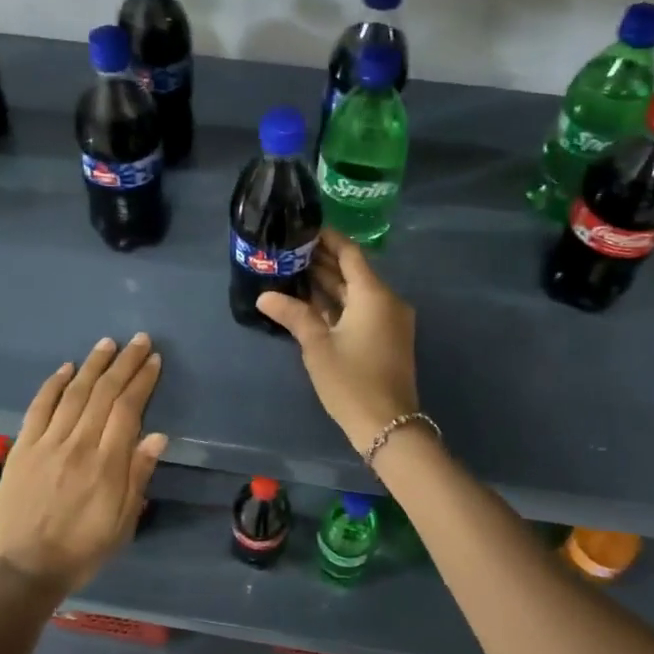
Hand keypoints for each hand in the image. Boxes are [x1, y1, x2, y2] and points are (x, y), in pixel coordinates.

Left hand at [0, 333, 166, 594]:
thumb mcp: (122, 522)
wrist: (24, 569)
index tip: (153, 361)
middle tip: (139, 341)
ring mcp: (47, 443)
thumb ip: (138, 476)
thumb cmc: (82, 550)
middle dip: (124, 364)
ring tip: (108, 344)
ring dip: (92, 365)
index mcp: (106, 465)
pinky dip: (53, 385)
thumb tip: (157, 435)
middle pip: (104, 394)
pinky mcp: (23, 448)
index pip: (127, 410)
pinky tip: (66, 368)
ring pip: (74, 394)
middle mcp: (77, 445)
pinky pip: (39, 408)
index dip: (142, 382)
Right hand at [256, 231, 419, 453]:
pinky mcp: (386, 338)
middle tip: (288, 250)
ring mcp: (389, 321)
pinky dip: (338, 304)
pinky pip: (360, 310)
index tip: (303, 228)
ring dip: (328, 284)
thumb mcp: (317, 346)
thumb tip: (264, 295)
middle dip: (322, 261)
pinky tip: (310, 302)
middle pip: (352, 272)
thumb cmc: (351, 381)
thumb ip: (293, 315)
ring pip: (355, 293)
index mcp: (374, 294)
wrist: (388, 425)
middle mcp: (386, 301)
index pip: (350, 253)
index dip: (327, 238)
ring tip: (293, 271)